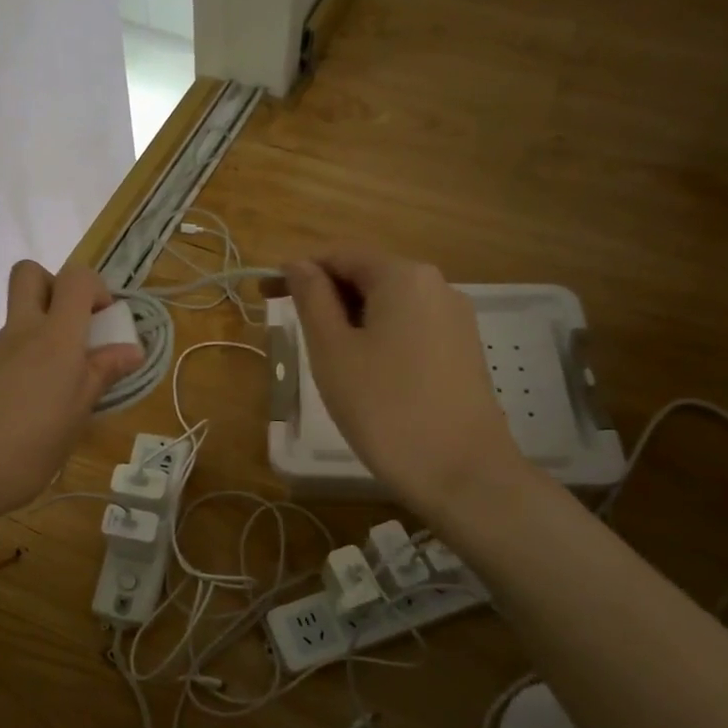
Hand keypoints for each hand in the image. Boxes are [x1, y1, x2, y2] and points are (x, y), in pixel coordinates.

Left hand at [0, 261, 142, 528]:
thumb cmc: (21, 452)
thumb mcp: (73, 420)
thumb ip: (100, 378)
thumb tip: (131, 349)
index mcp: (54, 339)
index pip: (76, 278)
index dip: (96, 290)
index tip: (107, 326)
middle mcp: (19, 334)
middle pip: (31, 275)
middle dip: (57, 289)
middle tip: (76, 335)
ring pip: (18, 322)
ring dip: (42, 339)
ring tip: (55, 397)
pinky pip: (3, 355)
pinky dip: (21, 369)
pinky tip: (22, 415)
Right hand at [283, 246, 523, 512]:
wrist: (461, 473)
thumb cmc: (384, 407)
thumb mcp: (332, 350)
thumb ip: (312, 299)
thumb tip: (298, 265)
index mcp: (403, 276)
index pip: (340, 255)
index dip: (298, 270)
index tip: (264, 295)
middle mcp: (437, 285)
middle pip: (367, 276)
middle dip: (325, 295)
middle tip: (289, 330)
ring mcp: (456, 319)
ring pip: (388, 305)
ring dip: (349, 319)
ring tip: (323, 357)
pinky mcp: (463, 350)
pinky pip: (409, 328)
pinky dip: (377, 336)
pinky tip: (364, 372)